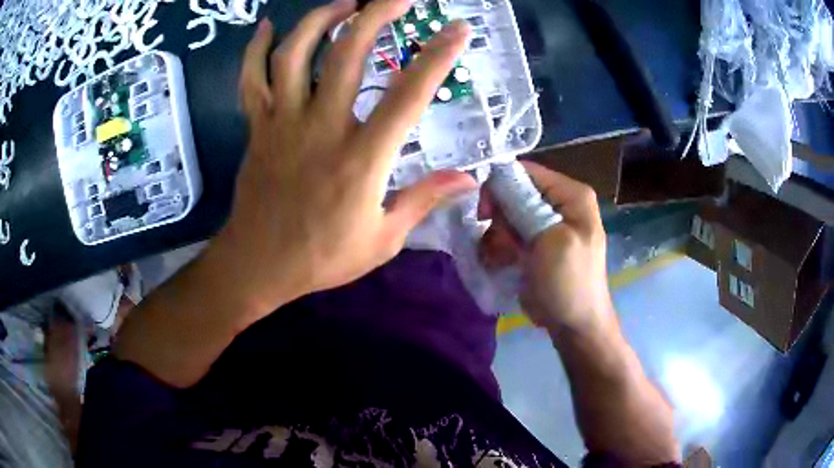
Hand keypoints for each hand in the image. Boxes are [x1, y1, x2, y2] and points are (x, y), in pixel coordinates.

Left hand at [212, 0, 475, 317]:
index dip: (436, 57)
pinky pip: (252, 78)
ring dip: (320, 20)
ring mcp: (282, 123)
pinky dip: (257, 48)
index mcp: (362, 158)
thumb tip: (469, 180)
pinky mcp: (257, 127)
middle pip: (348, 54)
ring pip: (295, 54)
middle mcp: (321, 127)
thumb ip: (424, 200)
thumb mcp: (383, 239)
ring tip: (344, 3)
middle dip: (377, 15)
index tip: (457, 29)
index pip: (408, 94)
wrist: (258, 265)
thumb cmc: (322, 257)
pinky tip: (270, 25)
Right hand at [478, 161, 613, 335]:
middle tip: (504, 244)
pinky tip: (505, 263)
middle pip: (515, 193)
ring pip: (508, 215)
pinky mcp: (537, 242)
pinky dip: (502, 247)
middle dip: (502, 218)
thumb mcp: (551, 240)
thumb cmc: (568, 282)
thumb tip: (498, 181)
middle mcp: (560, 203)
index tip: (486, 214)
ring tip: (506, 258)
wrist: (574, 324)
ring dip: (500, 236)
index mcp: (572, 195)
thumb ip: (526, 207)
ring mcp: (548, 224)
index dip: (501, 187)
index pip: (527, 173)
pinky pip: (510, 233)